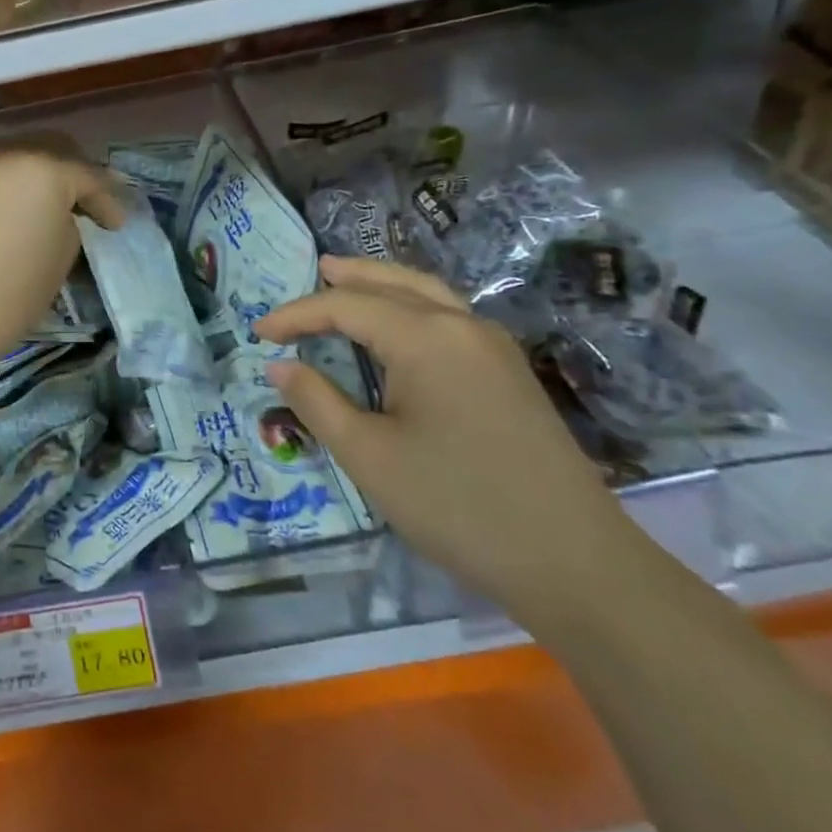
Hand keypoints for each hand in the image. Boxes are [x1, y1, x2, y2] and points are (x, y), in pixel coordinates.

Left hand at [0, 140, 123, 375]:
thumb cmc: (8, 295)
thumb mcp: (60, 261)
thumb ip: (69, 226)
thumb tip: (61, 217)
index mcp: (44, 169)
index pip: (89, 176)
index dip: (109, 201)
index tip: (117, 225)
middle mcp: (7, 155)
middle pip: (52, 148)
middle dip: (75, 173)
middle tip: (87, 204)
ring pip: (18, 157)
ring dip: (40, 176)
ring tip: (50, 209)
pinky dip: (10, 187)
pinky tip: (14, 214)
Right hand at [256, 256, 642, 627]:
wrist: (574, 561)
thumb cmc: (456, 505)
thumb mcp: (369, 456)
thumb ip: (318, 402)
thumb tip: (281, 365)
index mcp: (426, 337)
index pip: (347, 306)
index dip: (297, 315)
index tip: (258, 332)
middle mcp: (462, 326)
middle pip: (394, 283)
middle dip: (349, 277)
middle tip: (313, 270)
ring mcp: (494, 347)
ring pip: (429, 293)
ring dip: (385, 283)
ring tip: (351, 280)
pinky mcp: (510, 372)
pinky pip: (450, 315)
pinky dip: (414, 303)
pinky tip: (401, 325)